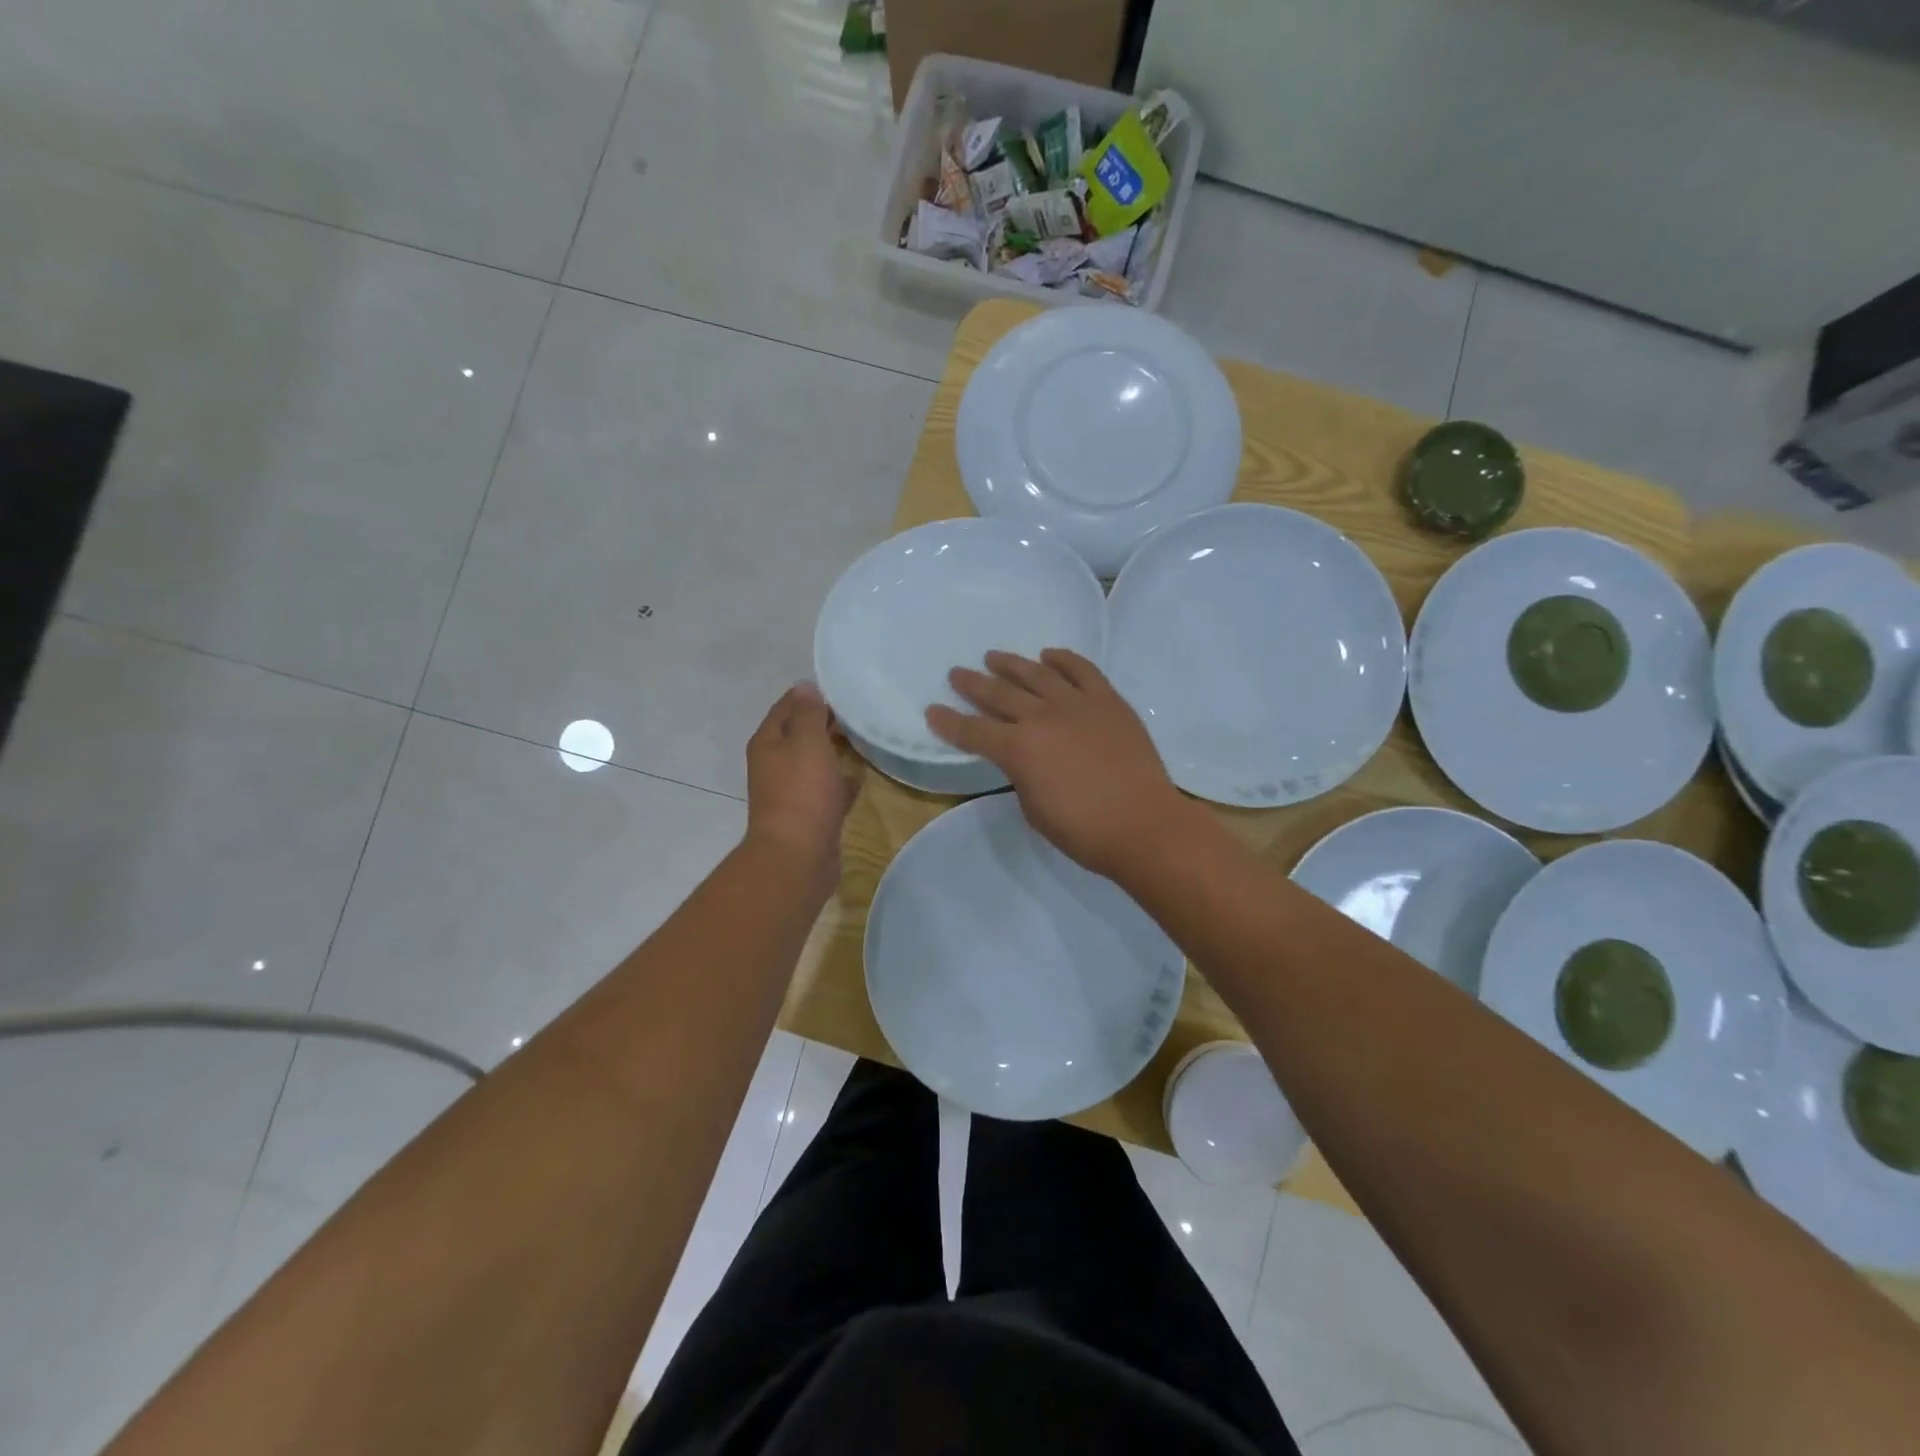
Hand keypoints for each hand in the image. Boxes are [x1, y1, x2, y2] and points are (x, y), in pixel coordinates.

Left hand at [746, 683, 859, 891]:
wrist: (797, 857)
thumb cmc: (802, 793)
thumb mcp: (807, 743)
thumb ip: (808, 714)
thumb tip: (806, 687)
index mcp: (768, 743)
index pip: (787, 707)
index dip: (811, 696)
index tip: (842, 690)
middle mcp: (774, 764)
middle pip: (800, 734)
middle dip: (825, 723)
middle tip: (859, 714)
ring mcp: (790, 792)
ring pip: (814, 762)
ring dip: (834, 752)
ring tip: (864, 740)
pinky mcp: (808, 815)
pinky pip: (825, 790)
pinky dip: (840, 783)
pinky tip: (860, 779)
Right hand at [926, 650, 1192, 880]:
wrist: (1143, 824)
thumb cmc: (1083, 830)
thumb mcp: (1034, 809)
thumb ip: (1022, 776)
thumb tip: (1024, 759)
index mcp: (1017, 749)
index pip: (973, 731)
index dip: (949, 722)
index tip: (932, 710)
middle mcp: (1041, 717)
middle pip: (999, 693)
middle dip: (973, 684)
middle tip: (957, 673)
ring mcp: (1077, 704)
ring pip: (1036, 674)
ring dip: (1011, 663)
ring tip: (994, 656)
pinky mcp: (1107, 700)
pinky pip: (1081, 670)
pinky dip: (1063, 659)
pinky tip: (1049, 656)